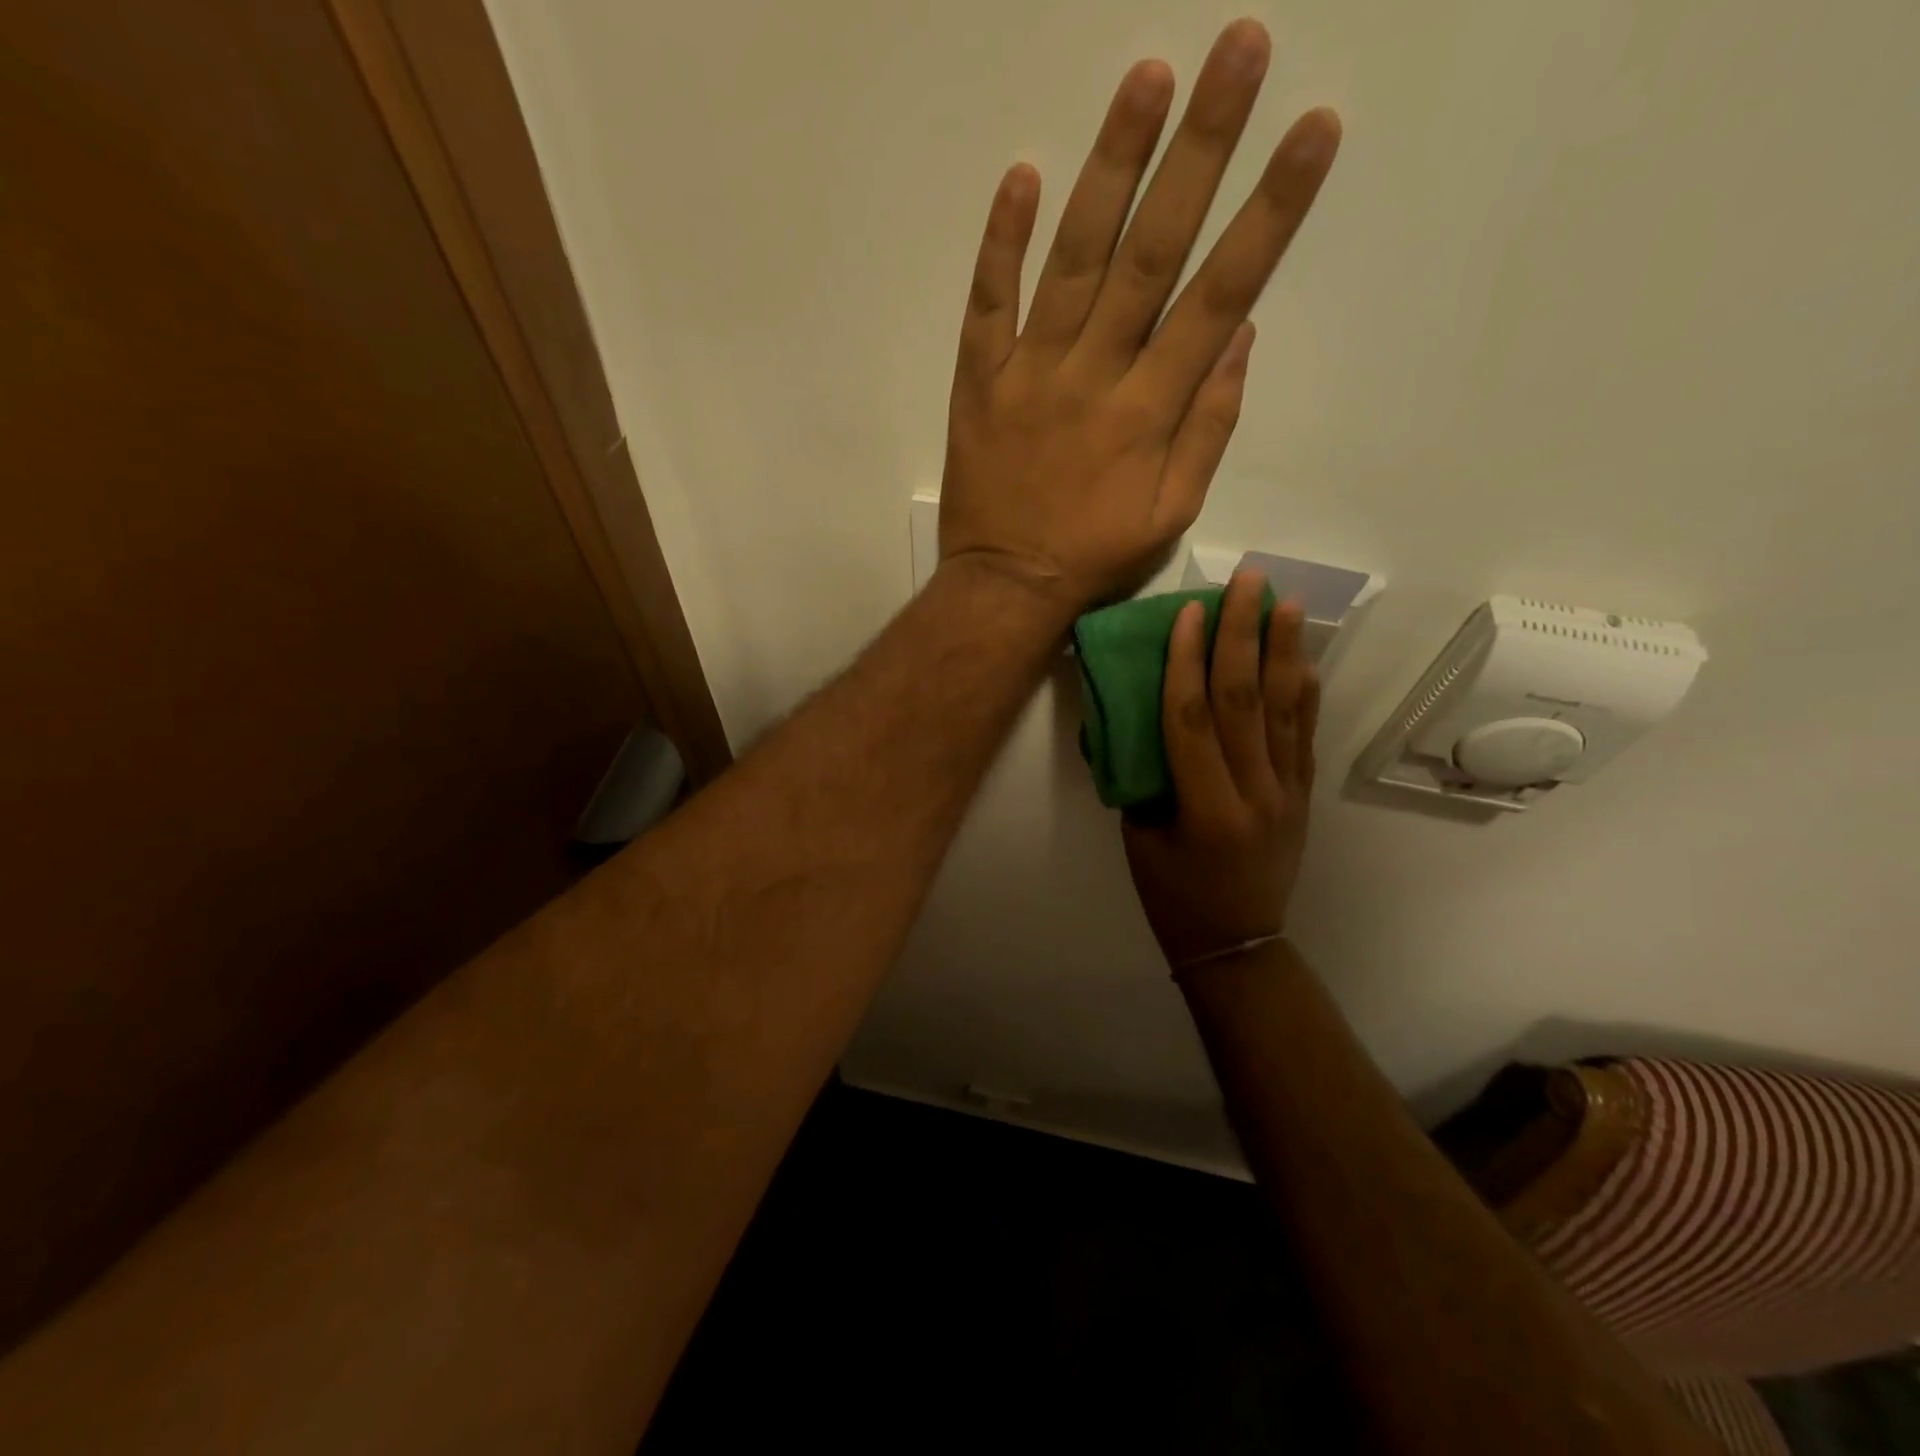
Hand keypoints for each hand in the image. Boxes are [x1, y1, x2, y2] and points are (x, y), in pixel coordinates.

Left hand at [937, 19, 1339, 612]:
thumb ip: (1208, 428)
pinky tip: (1022, 175)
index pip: (1219, 294)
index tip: (1311, 131)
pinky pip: (987, 302)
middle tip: (1238, 51)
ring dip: (1111, 165)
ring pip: (1074, 257)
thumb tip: (1238, 336)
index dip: (1269, 212)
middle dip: (1201, 150)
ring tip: (1148, 76)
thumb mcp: (1172, 513)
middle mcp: (1094, 374)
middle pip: (1152, 251)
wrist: (1006, 587)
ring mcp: (1030, 372)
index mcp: (1149, 410)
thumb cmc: (1094, 557)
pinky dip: (1002, 242)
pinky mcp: (979, 381)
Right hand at [1123, 570, 1319, 969]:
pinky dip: (1302, 689)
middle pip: (1245, 701)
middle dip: (1243, 636)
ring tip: (1286, 601)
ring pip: (1284, 709)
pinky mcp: (1302, 794)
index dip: (1185, 662)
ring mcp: (1287, 792)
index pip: (1192, 720)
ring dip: (1284, 650)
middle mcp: (1254, 793)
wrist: (1239, 943)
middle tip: (1248, 583)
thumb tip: (1131, 718)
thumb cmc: (1174, 896)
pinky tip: (1302, 655)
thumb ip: (1139, 776)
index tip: (1186, 613)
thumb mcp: (1139, 839)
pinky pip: (1303, 732)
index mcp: (1205, 810)